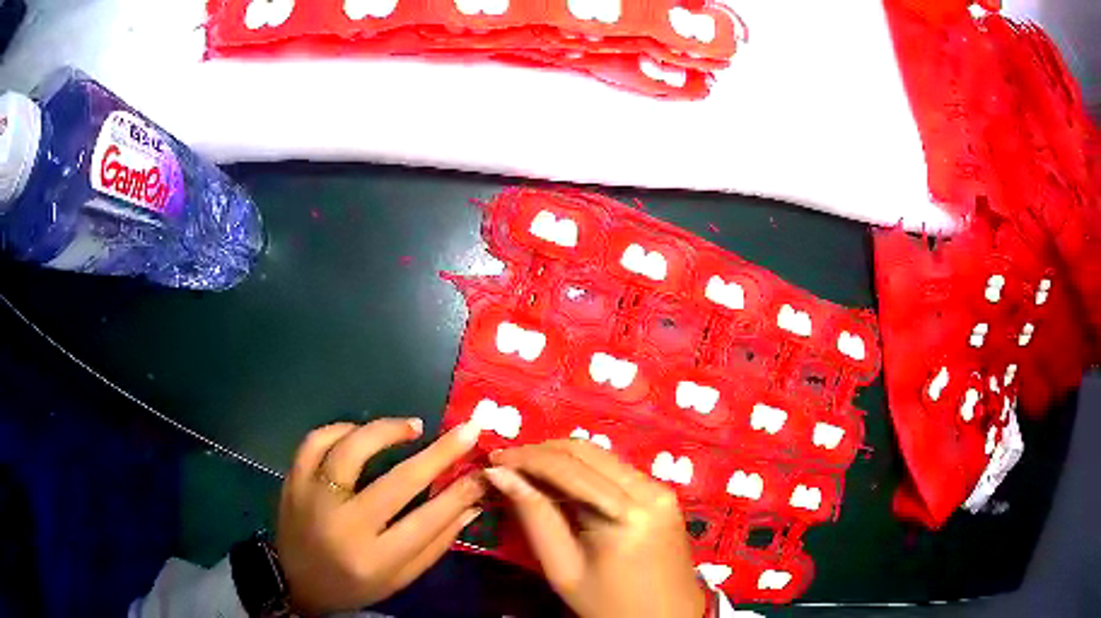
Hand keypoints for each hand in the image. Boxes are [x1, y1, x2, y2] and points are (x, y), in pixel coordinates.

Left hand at [276, 419, 484, 615]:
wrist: (295, 583)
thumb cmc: (354, 585)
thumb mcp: (399, 578)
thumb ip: (435, 543)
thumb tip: (472, 505)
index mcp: (374, 559)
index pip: (428, 520)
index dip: (460, 492)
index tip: (483, 470)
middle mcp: (344, 526)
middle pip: (398, 481)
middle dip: (440, 453)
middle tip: (466, 430)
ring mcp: (313, 498)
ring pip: (351, 449)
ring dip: (387, 430)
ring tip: (413, 426)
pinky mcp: (293, 481)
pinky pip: (315, 441)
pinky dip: (341, 429)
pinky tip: (360, 433)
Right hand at [485, 440, 705, 617]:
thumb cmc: (610, 605)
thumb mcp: (564, 568)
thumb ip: (535, 516)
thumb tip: (501, 475)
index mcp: (626, 513)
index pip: (568, 468)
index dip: (526, 458)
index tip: (492, 459)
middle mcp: (650, 489)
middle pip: (587, 451)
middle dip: (542, 452)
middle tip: (507, 466)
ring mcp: (661, 489)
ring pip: (602, 456)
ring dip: (562, 459)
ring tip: (527, 474)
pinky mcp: (664, 494)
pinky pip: (616, 470)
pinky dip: (584, 472)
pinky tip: (561, 486)